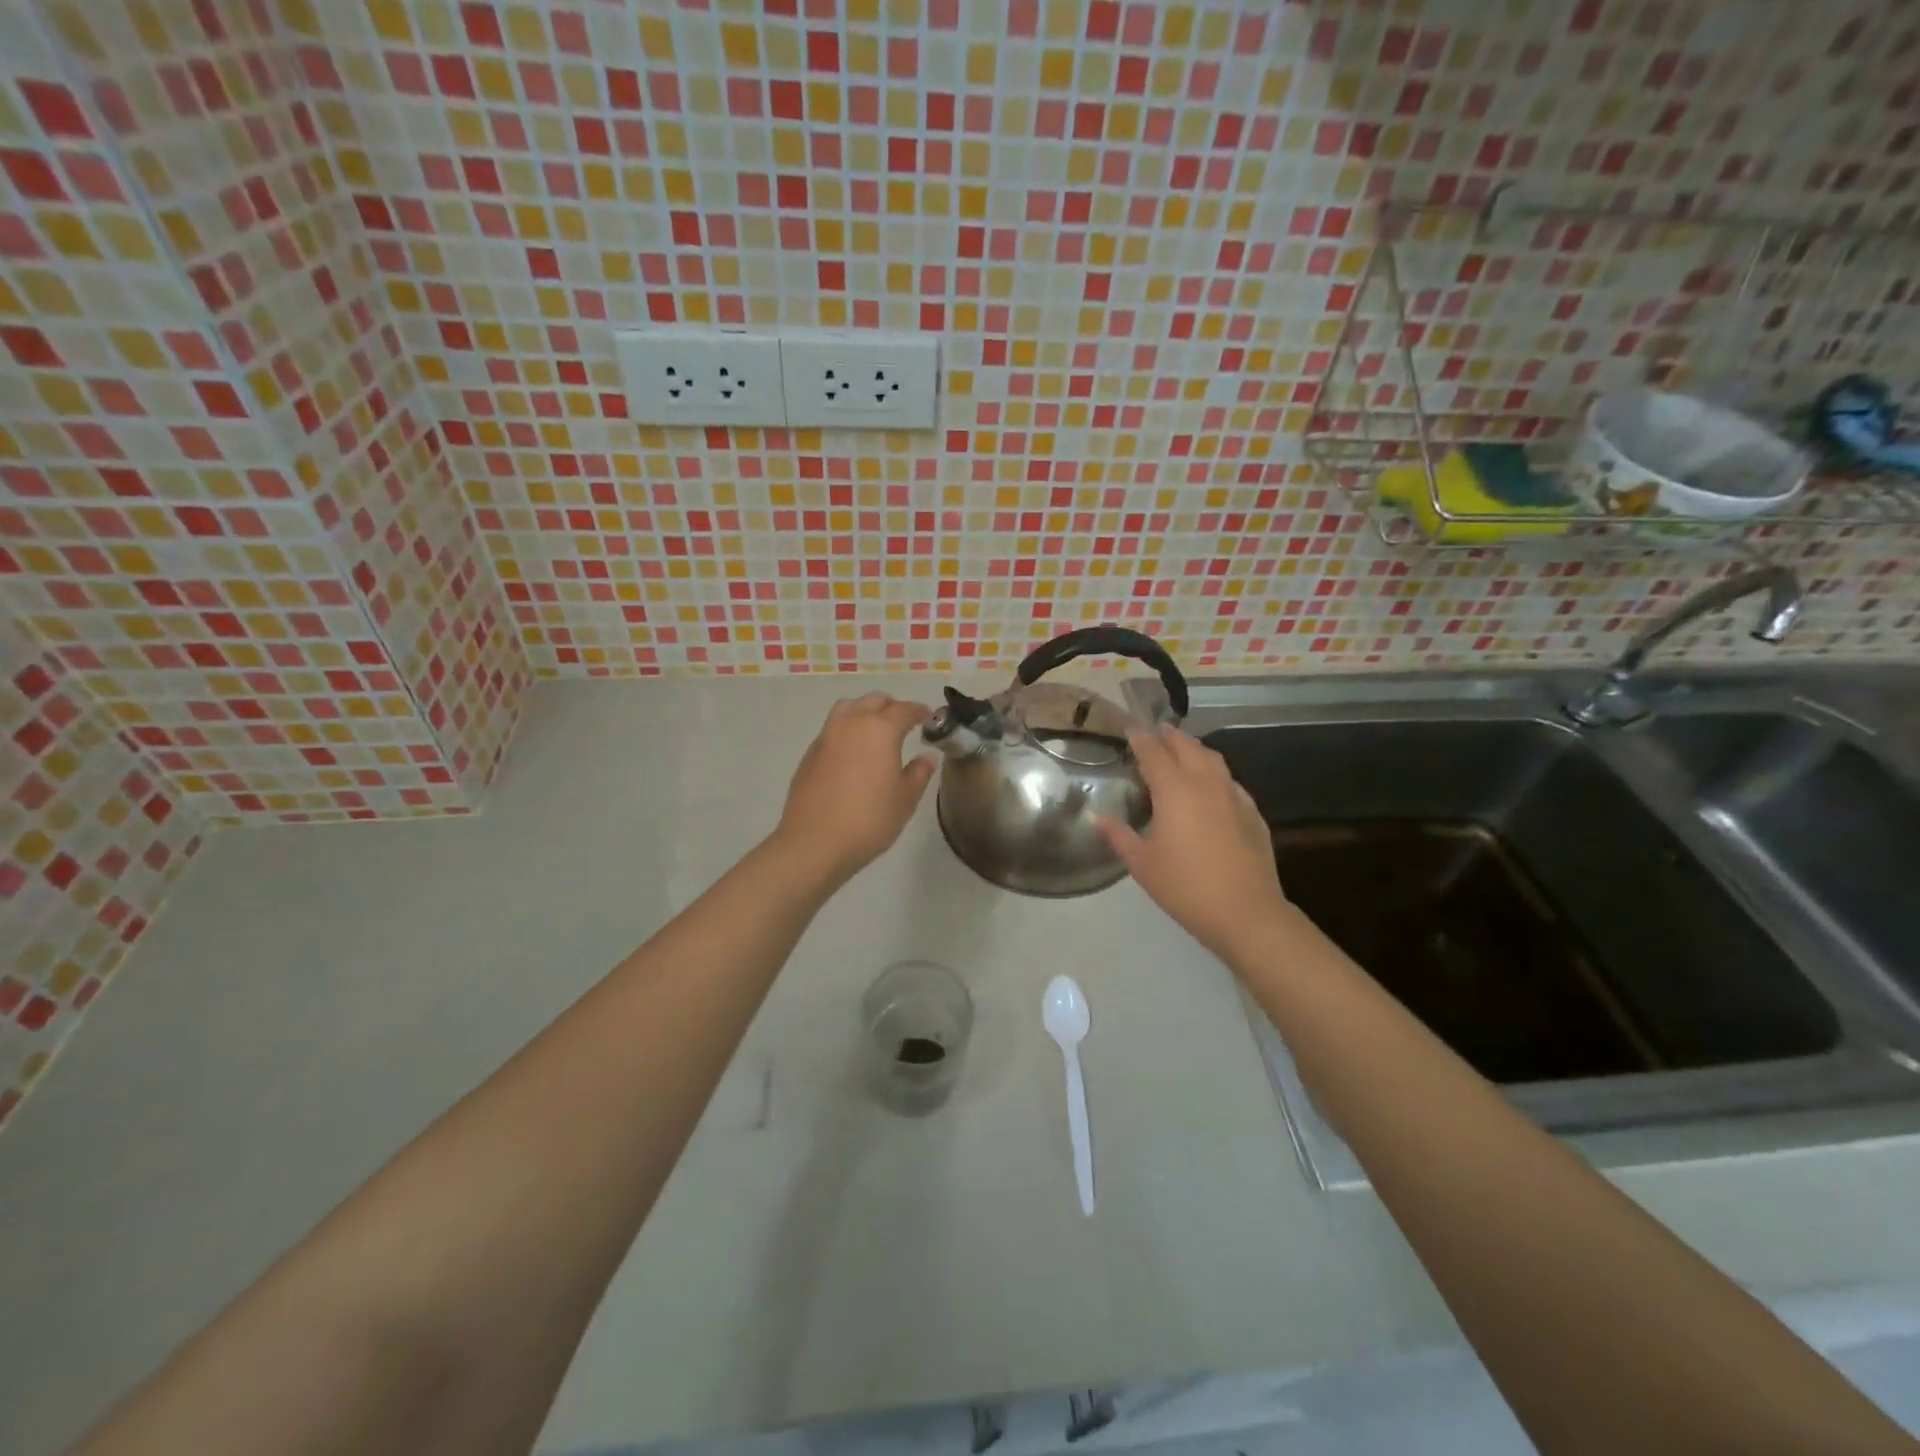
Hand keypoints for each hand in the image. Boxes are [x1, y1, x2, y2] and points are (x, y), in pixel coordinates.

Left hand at [773, 694, 936, 885]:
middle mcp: (851, 724)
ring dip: (865, 712)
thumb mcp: (905, 799)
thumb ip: (919, 772)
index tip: (929, 718)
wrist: (815, 843)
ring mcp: (826, 737)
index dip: (920, 711)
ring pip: (848, 708)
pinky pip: (832, 729)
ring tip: (875, 731)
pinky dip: (847, 731)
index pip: (904, 710)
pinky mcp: (810, 754)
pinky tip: (853, 754)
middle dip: (892, 707)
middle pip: (873, 701)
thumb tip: (927, 756)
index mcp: (880, 730)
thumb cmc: (869, 820)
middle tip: (904, 723)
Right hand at [1096, 726, 1293, 964]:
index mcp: (1174, 790)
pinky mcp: (1252, 813)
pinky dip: (1216, 774)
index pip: (1153, 753)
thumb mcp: (1142, 864)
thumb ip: (1119, 836)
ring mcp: (1234, 796)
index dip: (1140, 738)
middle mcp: (1205, 783)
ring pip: (1213, 759)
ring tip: (1183, 750)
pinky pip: (1231, 781)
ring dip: (1195, 749)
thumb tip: (1099, 818)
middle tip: (1155, 732)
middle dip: (1169, 736)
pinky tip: (1212, 787)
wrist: (1245, 912)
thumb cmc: (1185, 886)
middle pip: (1187, 747)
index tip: (1130, 728)